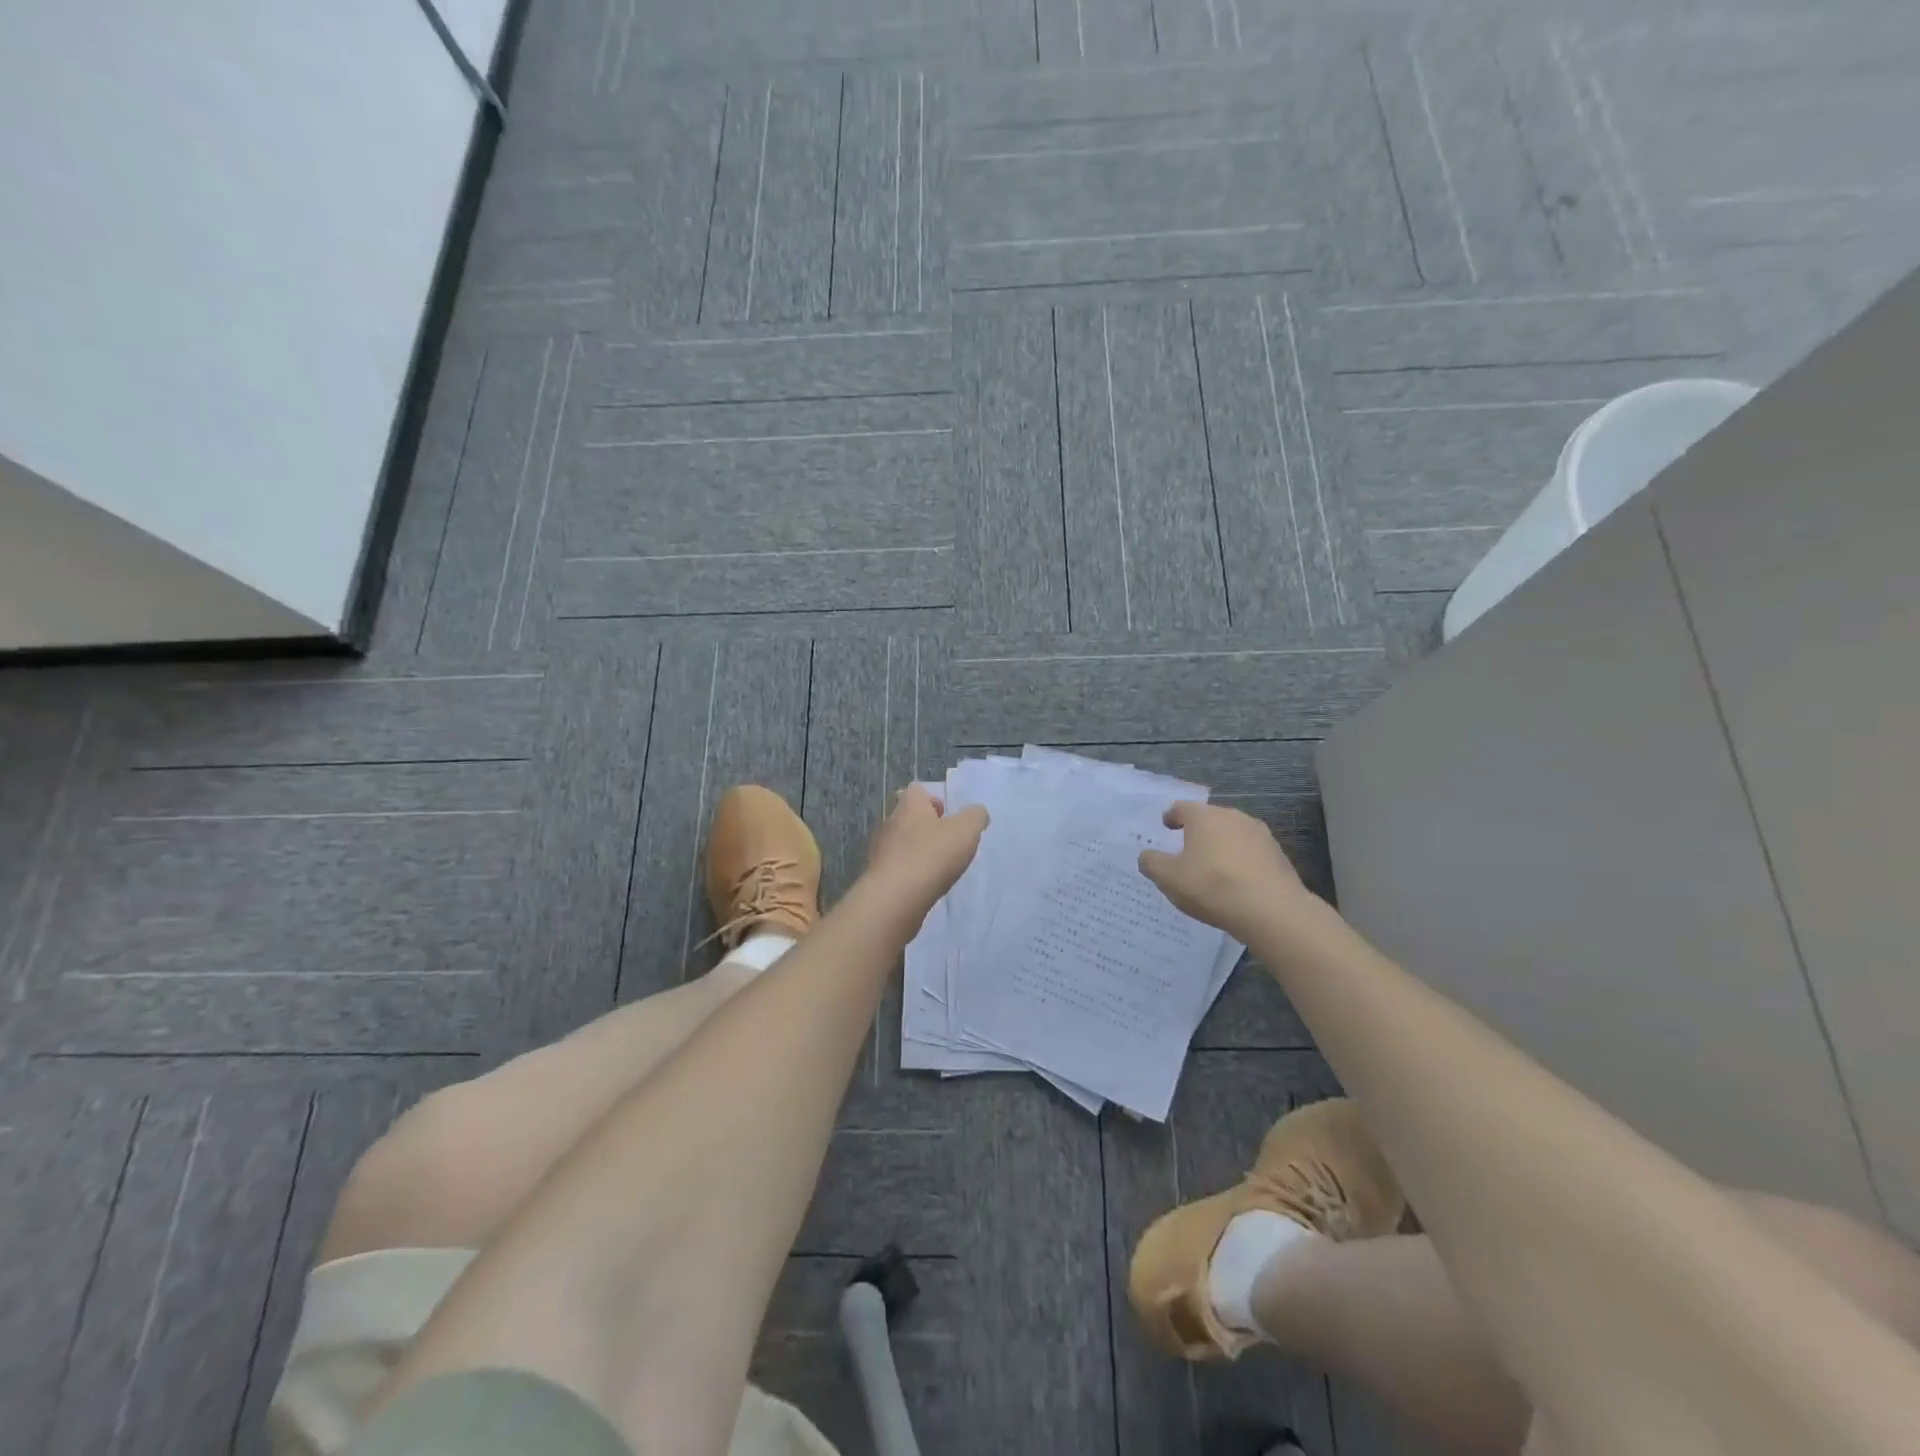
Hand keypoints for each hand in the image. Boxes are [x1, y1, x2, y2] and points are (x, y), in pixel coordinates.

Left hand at [866, 784, 988, 906]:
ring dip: (919, 852)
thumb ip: (975, 816)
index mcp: (909, 806)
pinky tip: (924, 885)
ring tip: (939, 867)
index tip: (949, 817)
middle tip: (948, 843)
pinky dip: (910, 873)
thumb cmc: (931, 855)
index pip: (918, 791)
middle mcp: (890, 822)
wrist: (895, 898)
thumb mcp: (966, 830)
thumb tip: (977, 813)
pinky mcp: (879, 876)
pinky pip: (897, 867)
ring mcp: (881, 850)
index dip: (934, 800)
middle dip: (928, 828)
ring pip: (902, 844)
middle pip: (909, 817)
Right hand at [1138, 801, 1309, 939]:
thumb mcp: (1169, 878)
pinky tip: (1237, 881)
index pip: (1181, 808)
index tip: (1166, 826)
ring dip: (1221, 845)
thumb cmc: (1212, 887)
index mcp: (1203, 817)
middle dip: (1197, 831)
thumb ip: (1152, 863)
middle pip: (1209, 819)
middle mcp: (1232, 816)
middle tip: (1187, 849)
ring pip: (1232, 834)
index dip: (1171, 817)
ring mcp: (1259, 834)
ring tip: (1213, 867)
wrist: (1272, 910)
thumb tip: (1147, 855)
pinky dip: (1240, 861)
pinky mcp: (1278, 854)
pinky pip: (1251, 852)